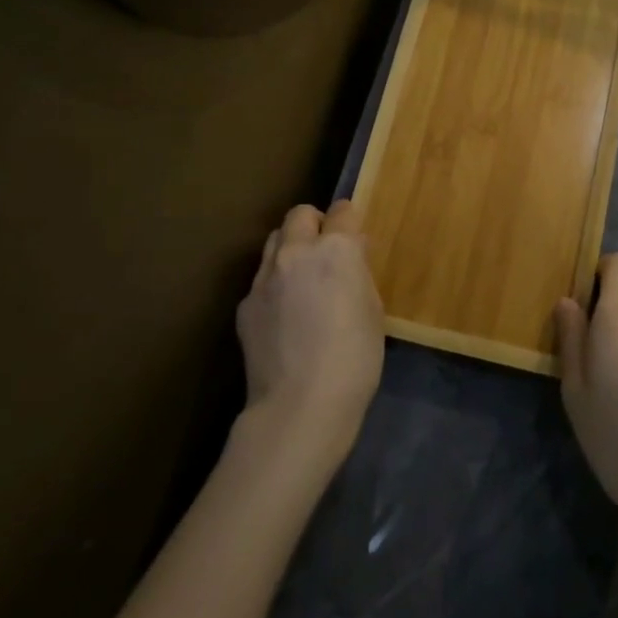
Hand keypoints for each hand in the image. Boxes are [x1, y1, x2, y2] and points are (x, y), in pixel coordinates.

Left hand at [236, 200, 384, 474]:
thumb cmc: (354, 359)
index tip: (354, 238)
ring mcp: (264, 278)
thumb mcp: (372, 309)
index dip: (349, 221)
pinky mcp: (245, 305)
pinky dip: (274, 284)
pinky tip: (284, 316)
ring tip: (301, 278)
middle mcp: (296, 252)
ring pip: (274, 241)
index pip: (342, 211)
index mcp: (336, 249)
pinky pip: (261, 280)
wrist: (300, 407)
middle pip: (300, 215)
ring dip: (290, 248)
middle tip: (325, 251)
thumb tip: (349, 260)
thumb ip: (357, 274)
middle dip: (314, 224)